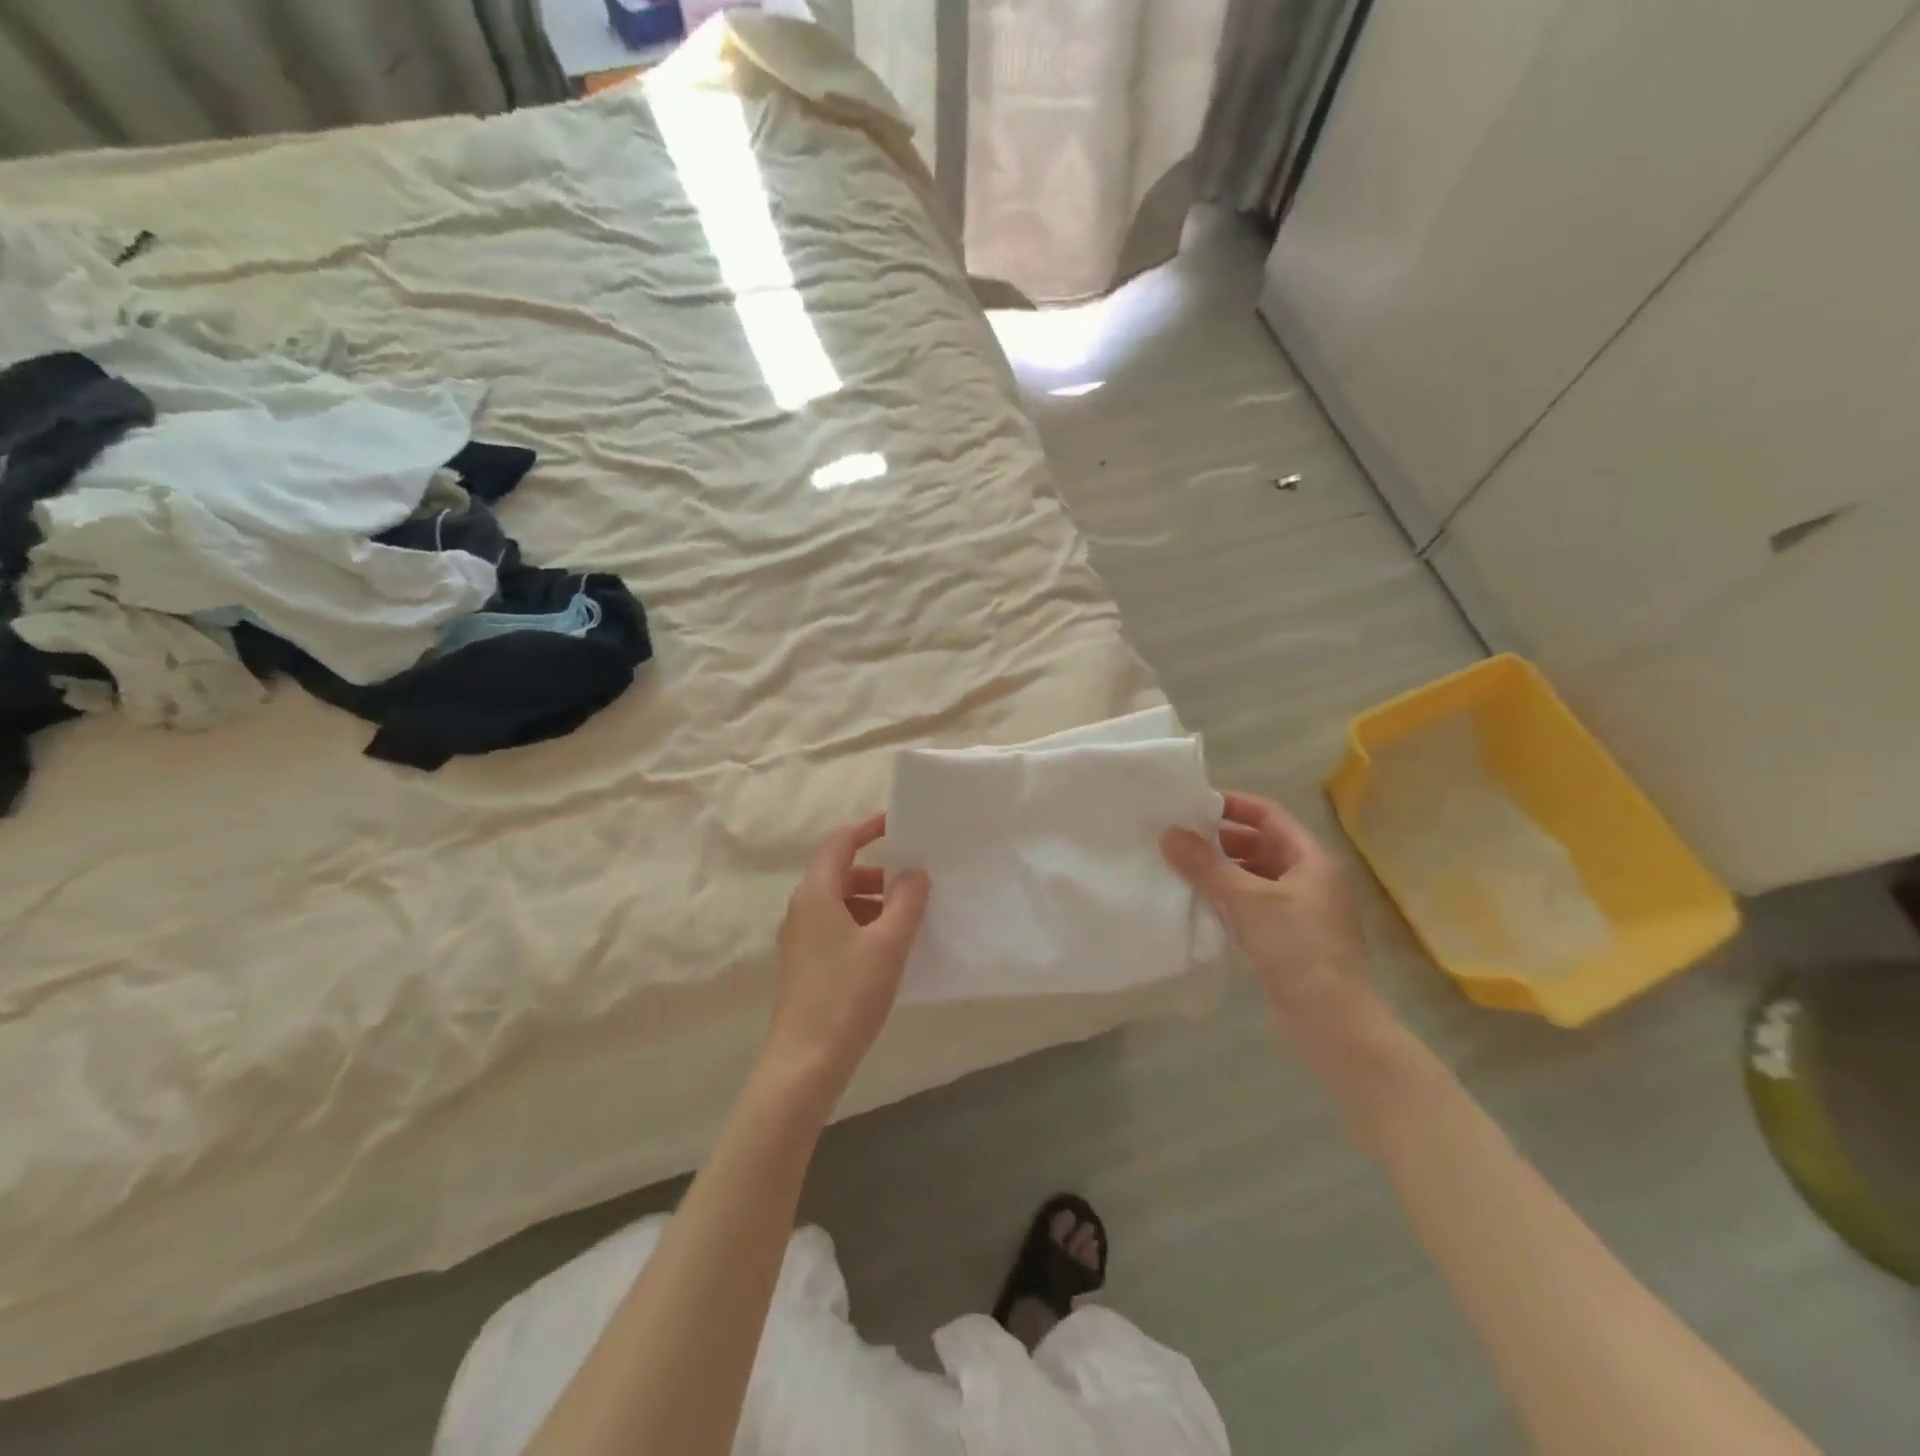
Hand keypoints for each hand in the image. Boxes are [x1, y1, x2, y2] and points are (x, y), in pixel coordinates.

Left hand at [766, 815, 929, 1093]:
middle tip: (913, 883)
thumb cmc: (847, 995)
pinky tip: (887, 950)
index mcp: (816, 894)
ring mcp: (800, 939)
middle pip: (840, 874)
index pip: (840, 844)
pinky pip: (835, 927)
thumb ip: (906, 902)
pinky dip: (862, 925)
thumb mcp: (888, 944)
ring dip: (872, 902)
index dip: (867, 829)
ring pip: (839, 903)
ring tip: (906, 919)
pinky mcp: (805, 964)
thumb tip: (914, 873)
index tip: (897, 824)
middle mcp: (801, 909)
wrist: (804, 1063)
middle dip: (878, 874)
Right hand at [1163, 792, 1380, 1049]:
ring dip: (1221, 870)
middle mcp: (1308, 878)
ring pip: (1254, 876)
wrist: (1332, 1022)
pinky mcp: (1286, 937)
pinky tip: (1198, 903)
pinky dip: (1227, 898)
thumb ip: (1206, 865)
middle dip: (1221, 840)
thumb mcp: (1248, 900)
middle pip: (1260, 844)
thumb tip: (1168, 833)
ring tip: (1180, 868)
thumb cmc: (1297, 948)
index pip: (1268, 815)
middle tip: (1178, 838)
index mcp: (1311, 859)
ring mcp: (1299, 910)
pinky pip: (1252, 904)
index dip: (1233, 805)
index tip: (1193, 805)